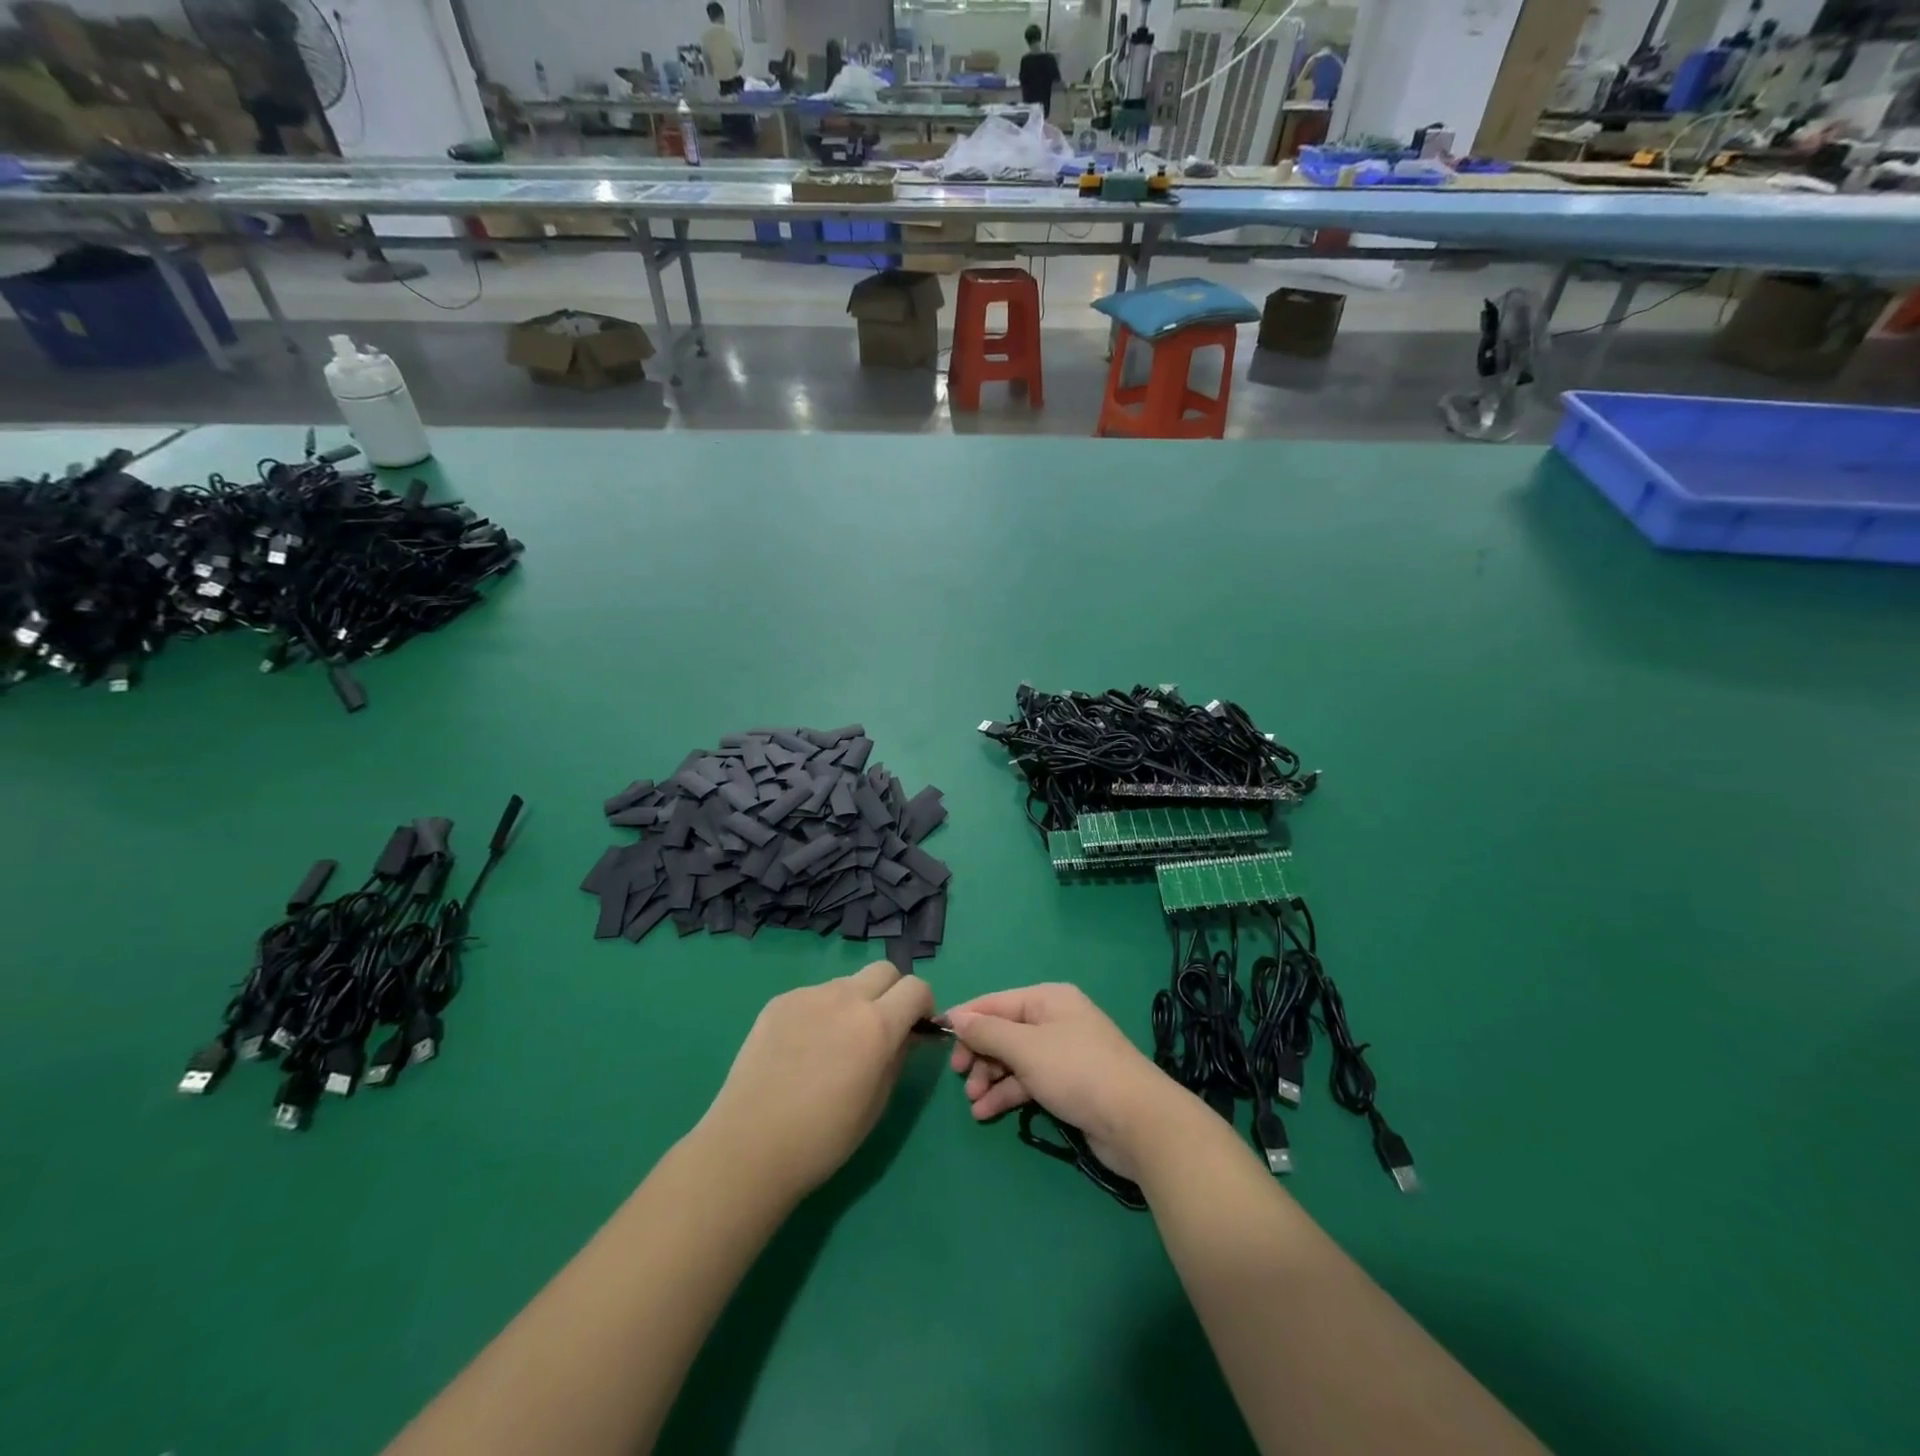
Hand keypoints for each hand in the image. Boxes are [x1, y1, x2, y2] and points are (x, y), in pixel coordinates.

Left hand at [702, 961, 933, 1198]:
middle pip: (885, 970)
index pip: (916, 987)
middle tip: (882, 1027)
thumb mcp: (877, 1102)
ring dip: (855, 1002)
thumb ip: (898, 1056)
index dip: (924, 1004)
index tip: (917, 1027)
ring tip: (835, 1043)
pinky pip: (814, 996)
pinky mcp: (779, 1001)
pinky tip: (802, 1049)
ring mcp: (808, 995)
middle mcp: (845, 997)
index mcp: (876, 1025)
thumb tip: (907, 1034)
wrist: (749, 1146)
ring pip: (847, 983)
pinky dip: (821, 1012)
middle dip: (893, 992)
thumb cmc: (822, 1138)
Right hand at [946, 983, 1184, 1181]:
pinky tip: (986, 1113)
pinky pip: (1028, 1081)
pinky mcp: (1068, 1084)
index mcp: (1047, 999)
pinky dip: (1007, 1094)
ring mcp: (1063, 1053)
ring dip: (990, 1078)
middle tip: (962, 1078)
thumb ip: (987, 1032)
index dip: (966, 1019)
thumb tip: (956, 1017)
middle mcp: (1054, 1020)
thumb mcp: (1026, 1048)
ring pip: (1014, 1059)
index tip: (939, 1039)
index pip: (995, 1002)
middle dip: (980, 1054)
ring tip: (975, 1103)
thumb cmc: (1077, 1071)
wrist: (1136, 1120)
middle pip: (1004, 1031)